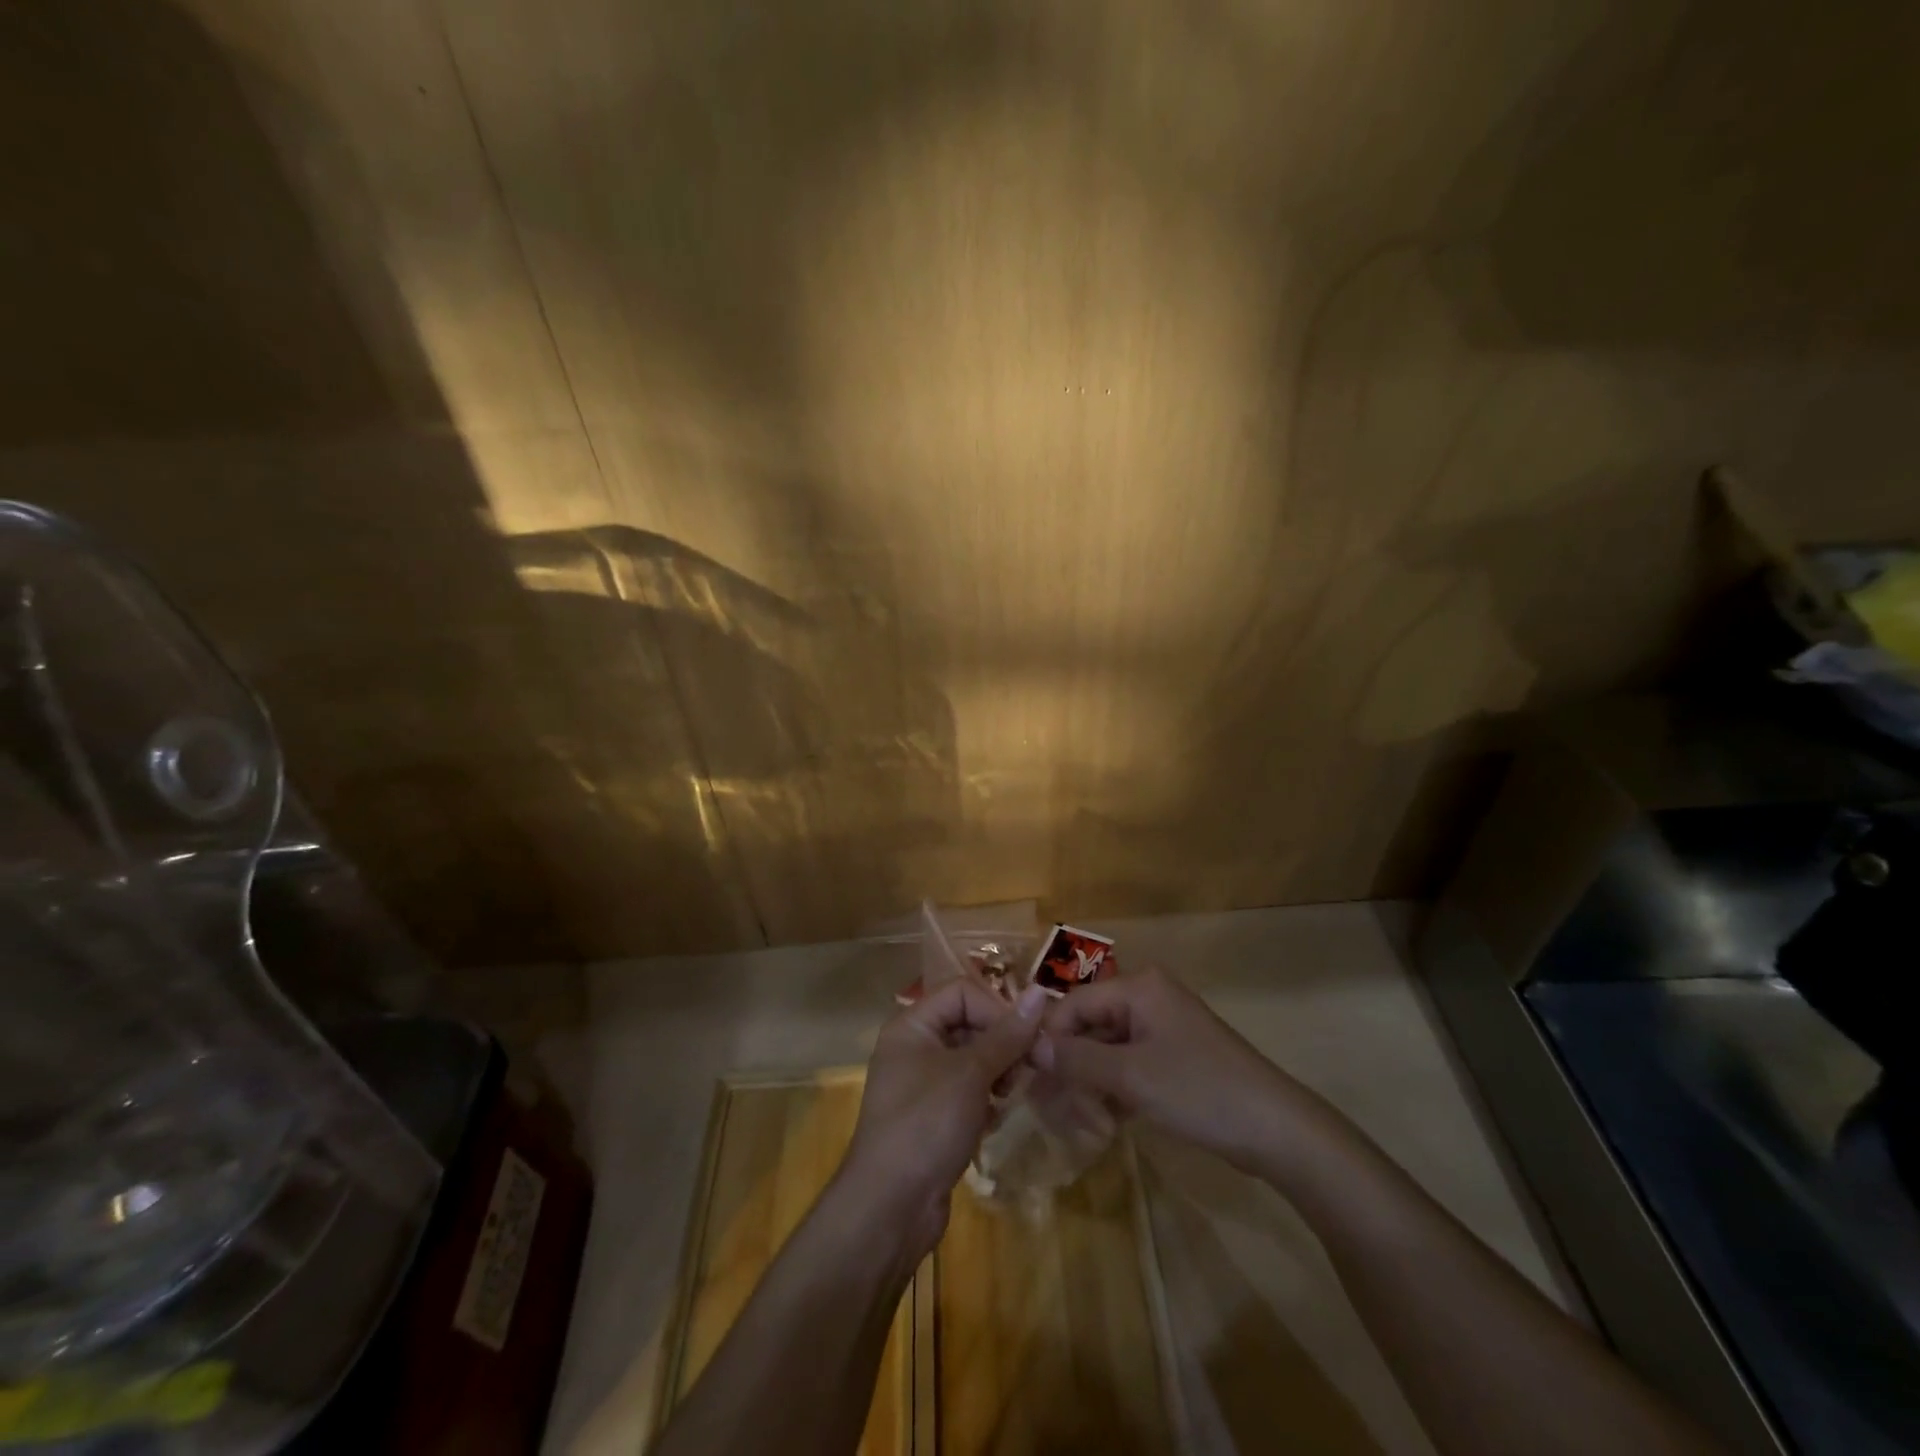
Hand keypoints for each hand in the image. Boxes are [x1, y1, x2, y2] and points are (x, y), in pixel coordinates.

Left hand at [839, 978, 1046, 1257]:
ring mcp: (923, 1084)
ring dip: (999, 1073)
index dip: (997, 1008)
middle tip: (1036, 1065)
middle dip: (1004, 1043)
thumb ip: (1007, 1034)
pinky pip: (968, 1092)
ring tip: (1010, 1096)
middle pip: (969, 1023)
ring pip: (973, 1060)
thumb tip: (1042, 991)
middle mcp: (914, 1047)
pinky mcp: (933, 1117)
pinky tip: (995, 1121)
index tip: (1029, 1037)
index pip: (963, 992)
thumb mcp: (970, 1074)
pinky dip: (986, 1100)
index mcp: (912, 1025)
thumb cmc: (926, 1126)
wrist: (889, 1209)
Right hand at [1032, 967, 1310, 1172]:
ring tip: (1086, 1124)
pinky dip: (1113, 1090)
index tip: (1032, 1079)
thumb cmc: (1200, 1091)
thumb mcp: (1132, 1077)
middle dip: (1072, 1067)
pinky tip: (1106, 1123)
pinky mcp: (1172, 1058)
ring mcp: (1162, 1029)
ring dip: (1091, 1084)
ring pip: (1106, 1050)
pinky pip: (1127, 1065)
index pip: (1075, 1003)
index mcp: (1139, 988)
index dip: (1051, 1039)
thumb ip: (1078, 1060)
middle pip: (1089, 1027)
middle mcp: (1147, 998)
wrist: (1276, 1129)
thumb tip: (1031, 1047)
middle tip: (1057, 1110)